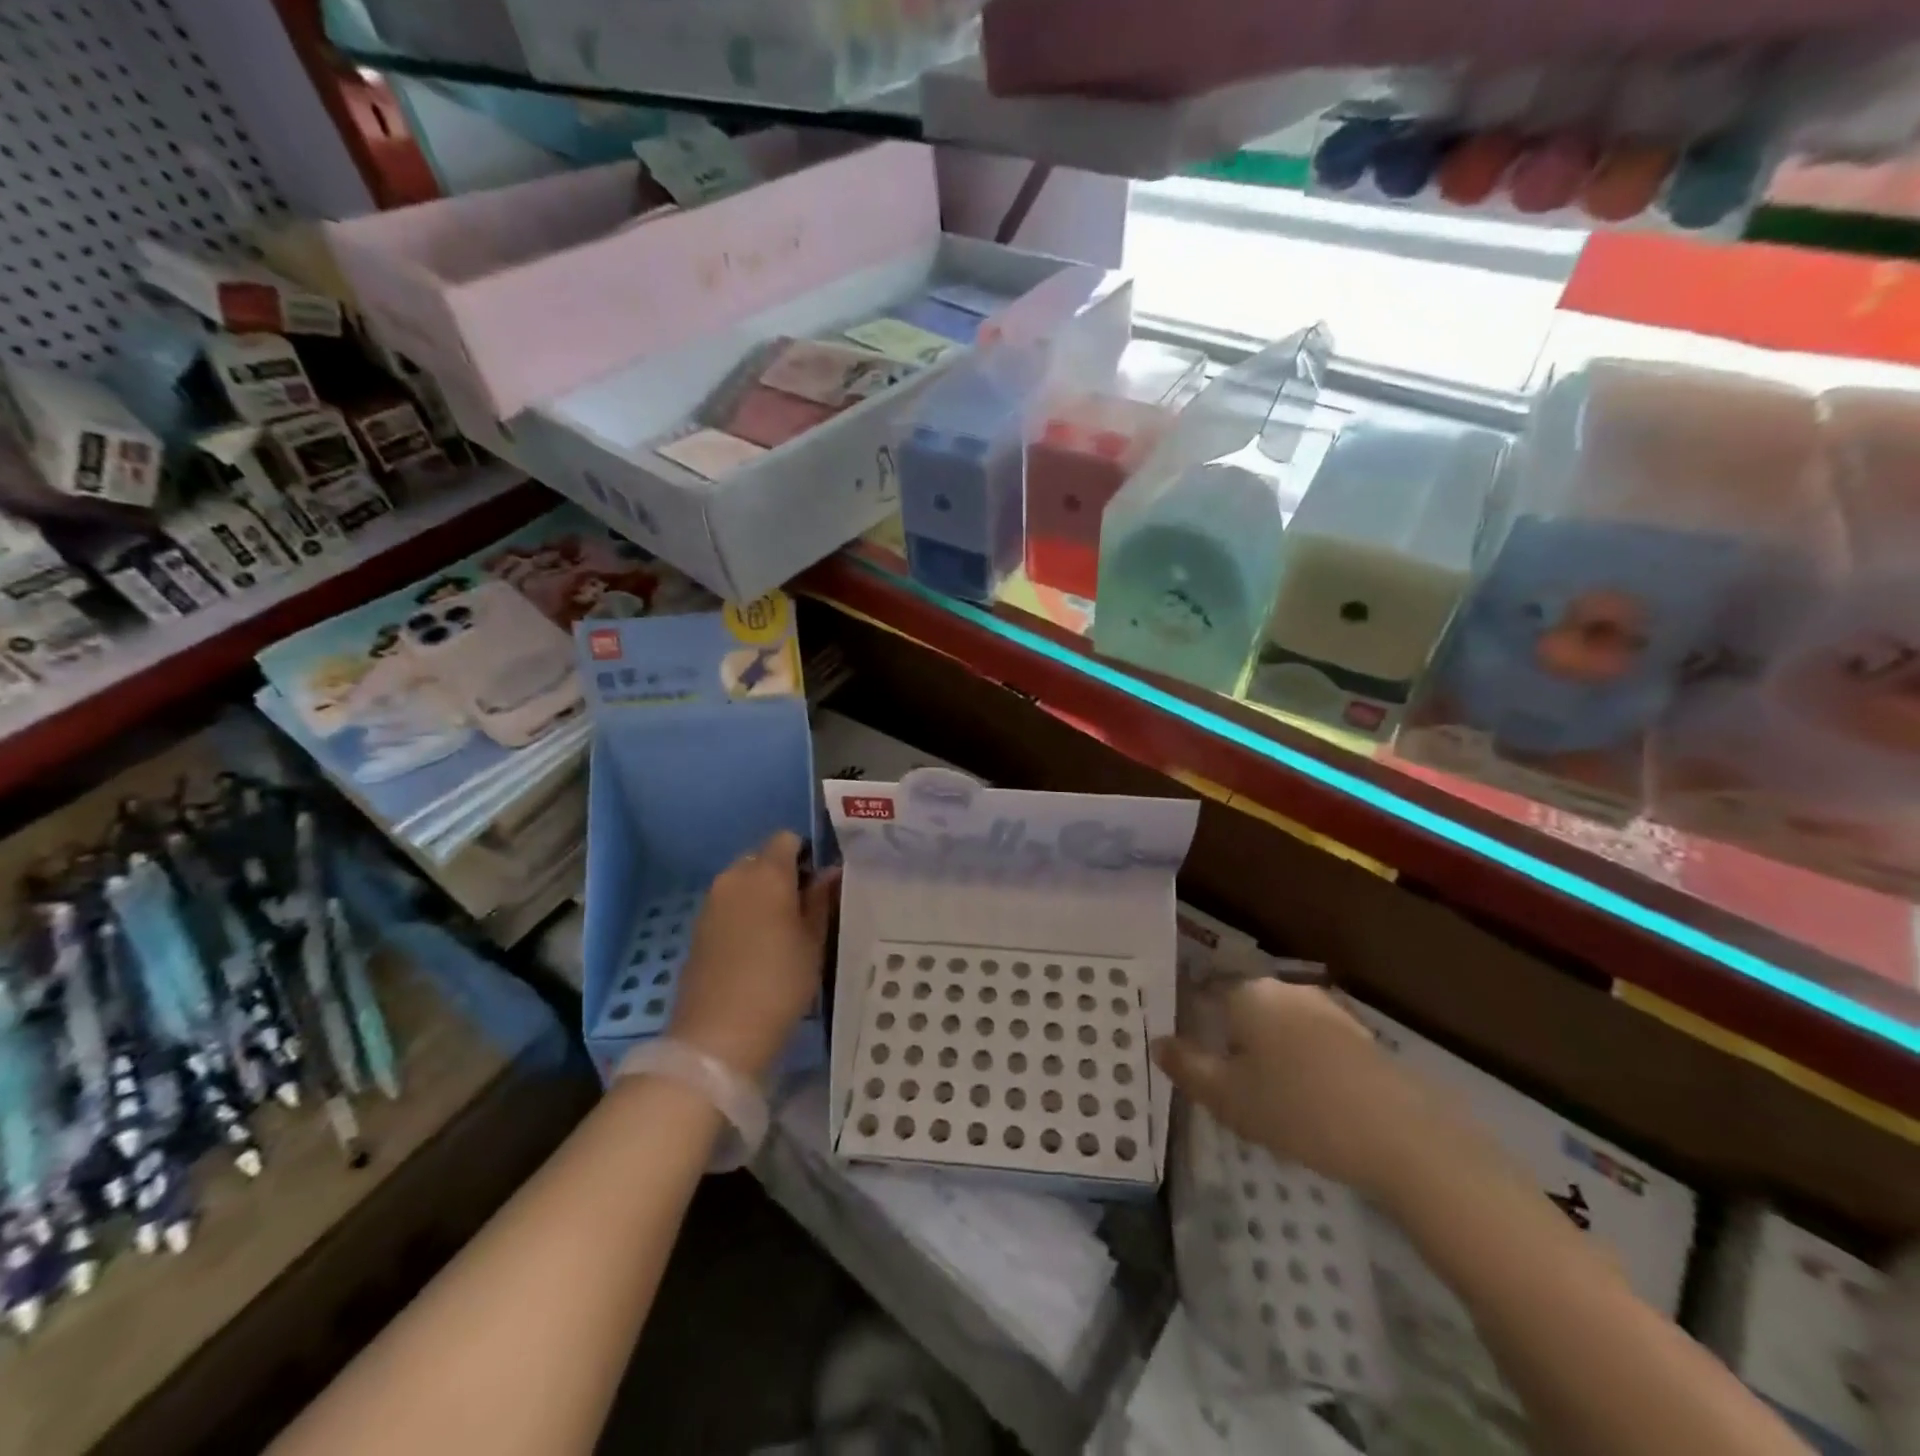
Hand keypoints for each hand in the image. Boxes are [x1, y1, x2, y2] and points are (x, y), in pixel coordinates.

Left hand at [669, 831, 839, 1081]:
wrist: (718, 1035)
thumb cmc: (779, 982)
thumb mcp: (813, 942)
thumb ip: (820, 900)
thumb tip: (830, 872)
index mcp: (767, 872)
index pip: (787, 839)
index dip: (806, 855)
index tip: (820, 884)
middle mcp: (734, 877)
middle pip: (761, 859)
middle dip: (782, 875)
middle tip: (804, 910)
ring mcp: (710, 903)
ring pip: (742, 883)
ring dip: (761, 896)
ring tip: (782, 932)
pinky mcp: (696, 929)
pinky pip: (726, 907)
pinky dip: (742, 915)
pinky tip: (756, 949)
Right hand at [1152, 980, 1437, 1201]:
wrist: (1402, 1136)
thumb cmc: (1297, 1109)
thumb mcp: (1227, 1097)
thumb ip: (1187, 1067)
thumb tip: (1158, 1043)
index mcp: (1249, 994)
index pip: (1207, 991)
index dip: (1193, 1018)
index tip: (1190, 1052)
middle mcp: (1287, 990)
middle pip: (1245, 1007)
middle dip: (1233, 1037)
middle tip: (1227, 1082)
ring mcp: (1329, 1010)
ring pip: (1282, 1025)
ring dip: (1270, 1051)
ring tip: (1268, 1096)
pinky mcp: (1362, 1037)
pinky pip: (1315, 1043)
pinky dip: (1304, 1063)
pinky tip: (1310, 1100)